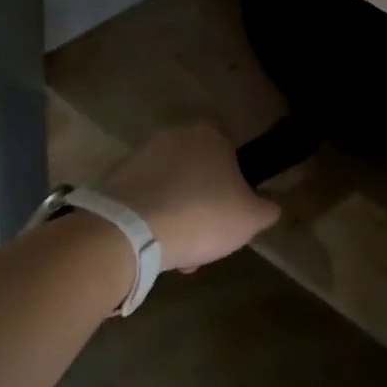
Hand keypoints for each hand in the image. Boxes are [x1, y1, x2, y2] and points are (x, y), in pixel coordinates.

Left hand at [102, 123, 280, 272]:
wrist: (131, 231)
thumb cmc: (202, 214)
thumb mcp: (251, 218)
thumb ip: (266, 209)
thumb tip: (270, 207)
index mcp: (210, 135)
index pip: (229, 145)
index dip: (234, 176)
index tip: (234, 205)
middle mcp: (175, 135)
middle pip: (198, 169)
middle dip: (203, 201)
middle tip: (208, 235)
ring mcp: (142, 155)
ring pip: (171, 187)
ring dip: (178, 213)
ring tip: (181, 252)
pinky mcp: (116, 179)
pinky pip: (145, 199)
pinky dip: (152, 219)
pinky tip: (156, 247)